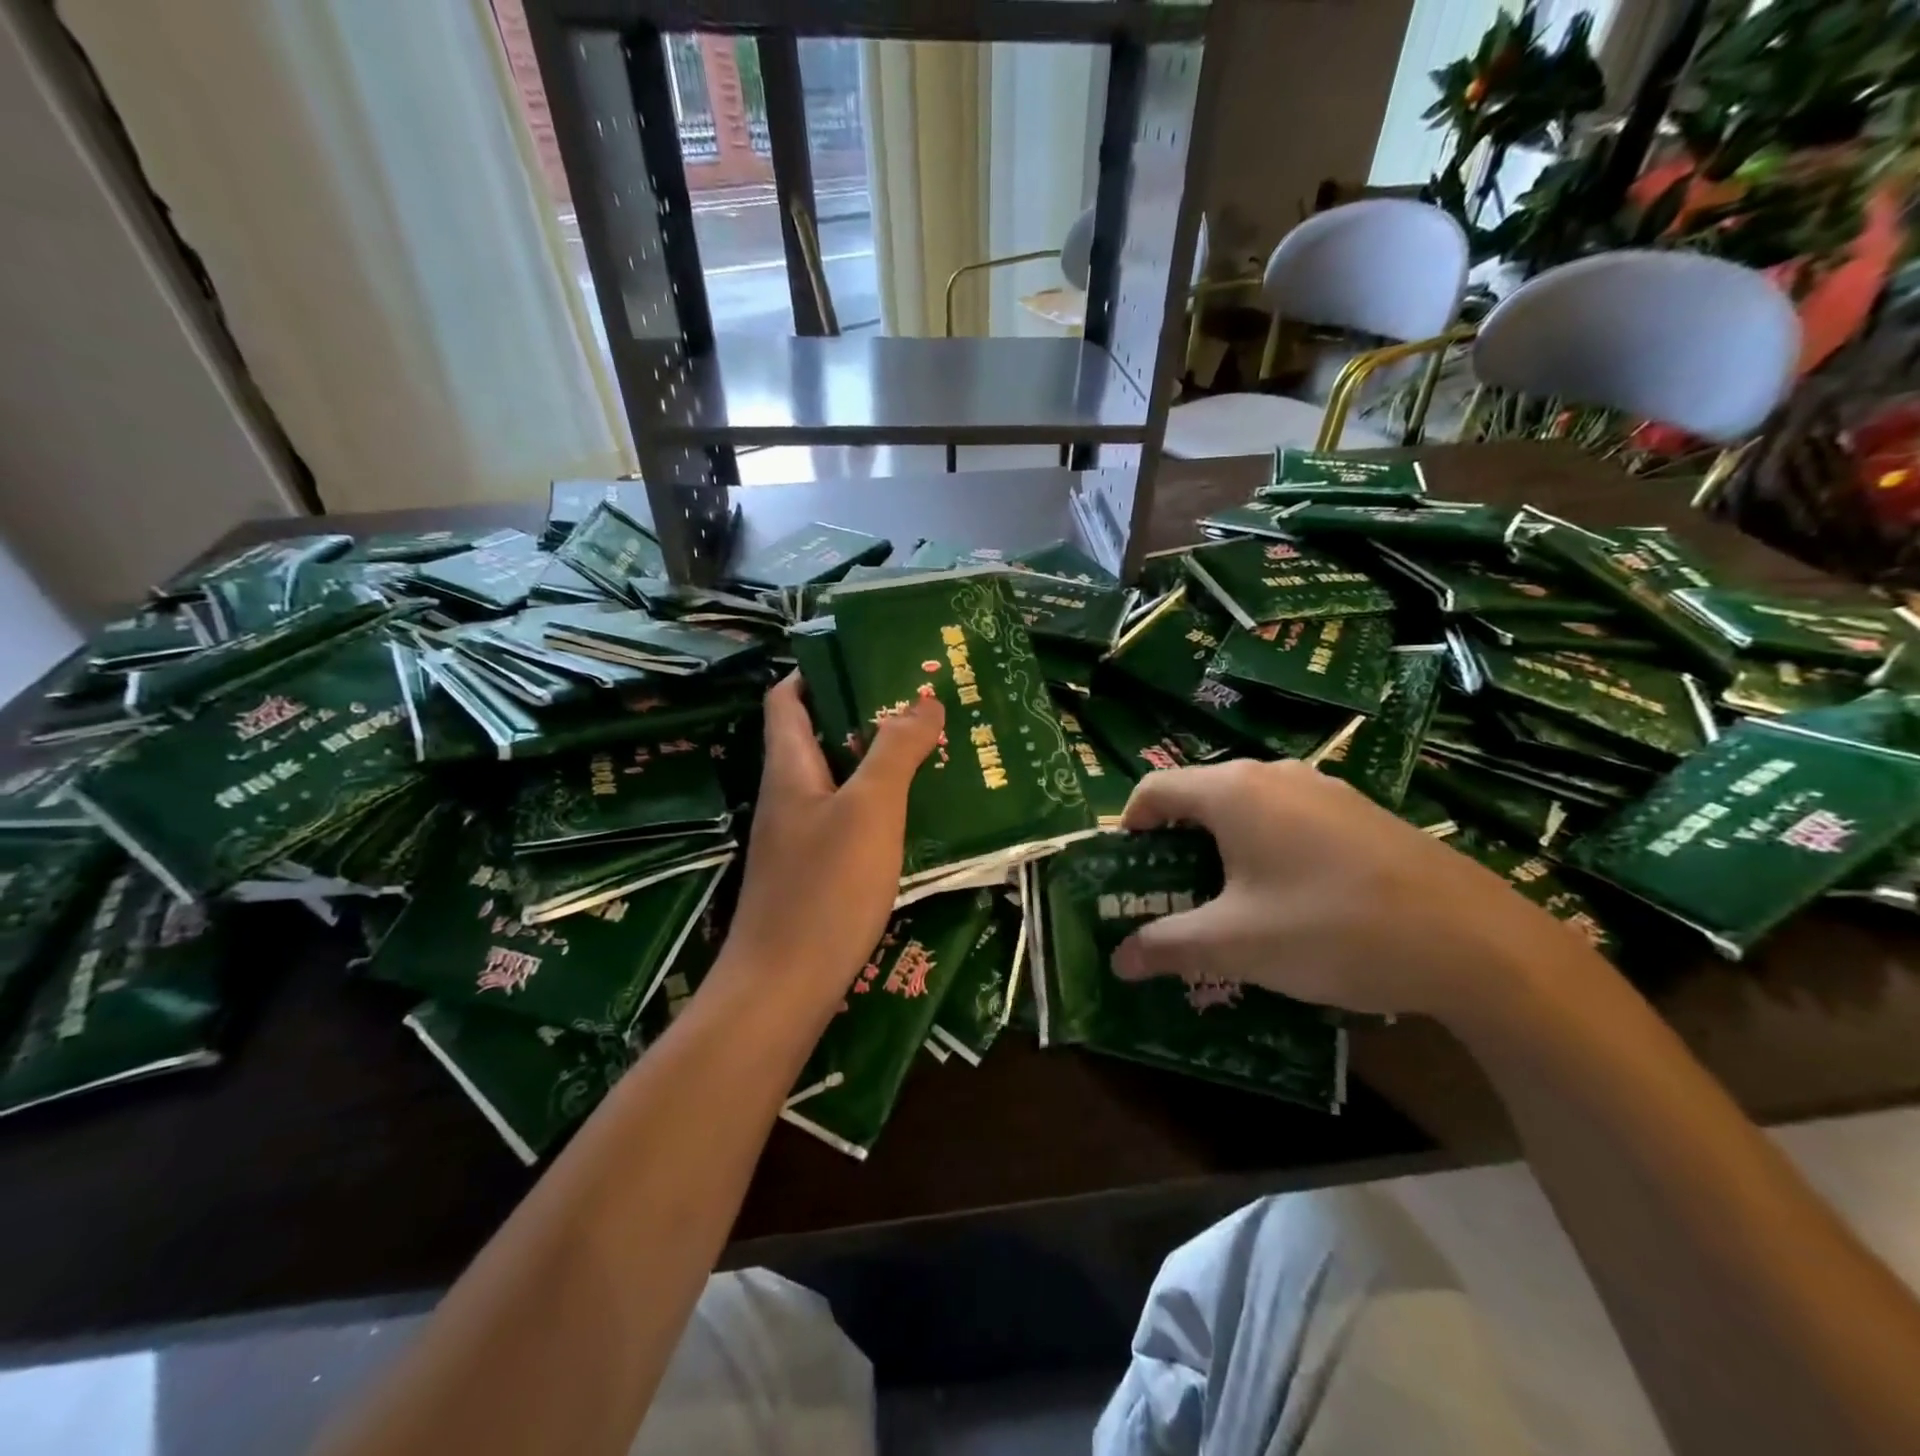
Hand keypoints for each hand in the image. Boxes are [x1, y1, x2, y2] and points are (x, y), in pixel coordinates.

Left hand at [718, 675, 943, 1009]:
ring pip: (837, 782)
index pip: (786, 700)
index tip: (867, 661)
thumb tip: (924, 701)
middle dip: (863, 716)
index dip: (817, 673)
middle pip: (817, 737)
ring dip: (876, 764)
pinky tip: (915, 817)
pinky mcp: (813, 873)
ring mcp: (797, 838)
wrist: (783, 987)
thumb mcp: (870, 809)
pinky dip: (877, 808)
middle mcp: (787, 796)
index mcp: (789, 768)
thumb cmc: (825, 888)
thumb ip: (896, 751)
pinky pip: (846, 821)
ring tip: (930, 753)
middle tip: (920, 707)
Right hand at [1111, 759, 1603, 1019]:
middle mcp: (1275, 776)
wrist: (1478, 944)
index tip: (1126, 874)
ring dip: (1221, 851)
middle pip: (1200, 799)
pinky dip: (1266, 851)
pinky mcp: (1362, 813)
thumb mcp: (1237, 945)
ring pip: (1247, 810)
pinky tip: (1291, 903)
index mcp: (1234, 792)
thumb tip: (1118, 960)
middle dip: (1174, 847)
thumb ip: (1169, 946)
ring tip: (1227, 905)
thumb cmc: (1333, 929)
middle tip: (1172, 898)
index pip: (1154, 790)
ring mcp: (1325, 790)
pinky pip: (1291, 821)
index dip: (1128, 828)